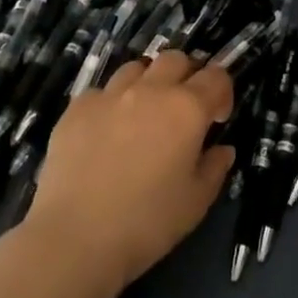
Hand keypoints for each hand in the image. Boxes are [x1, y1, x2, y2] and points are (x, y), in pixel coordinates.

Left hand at [26, 52, 235, 293]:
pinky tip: (106, 131)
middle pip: (176, 59)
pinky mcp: (78, 107)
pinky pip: (102, 91)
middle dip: (186, 76)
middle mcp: (151, 89)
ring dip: (148, 82)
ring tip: (143, 112)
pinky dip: (112, 103)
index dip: (222, 92)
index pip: (216, 77)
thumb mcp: (195, 203)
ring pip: (137, 67)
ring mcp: (111, 94)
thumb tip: (222, 149)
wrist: (75, 237)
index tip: (217, 118)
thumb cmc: (146, 222)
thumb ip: (214, 168)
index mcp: (187, 108)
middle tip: (183, 108)